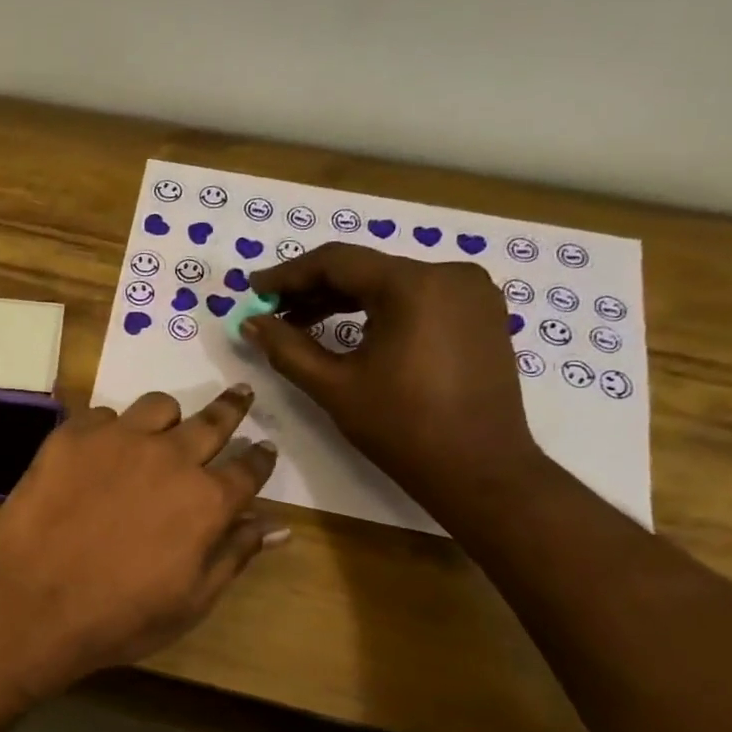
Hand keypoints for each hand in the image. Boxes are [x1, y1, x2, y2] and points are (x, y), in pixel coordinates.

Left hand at [0, 386, 282, 683]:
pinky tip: (100, 449)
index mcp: (207, 499)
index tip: (265, 447)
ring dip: (168, 416)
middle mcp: (171, 457)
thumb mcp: (191, 600)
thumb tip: (277, 527)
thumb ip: (235, 554)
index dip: (260, 458)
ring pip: (158, 406)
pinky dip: (109, 428)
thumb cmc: (120, 615)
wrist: (34, 600)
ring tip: (163, 425)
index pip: (249, 469)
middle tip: (241, 393)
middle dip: (232, 407)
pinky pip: (102, 415)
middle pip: (212, 421)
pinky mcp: (73, 436)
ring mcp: (119, 440)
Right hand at [241, 243, 548, 520]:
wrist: (479, 470)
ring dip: (343, 299)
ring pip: (390, 282)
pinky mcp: (480, 313)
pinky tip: (349, 331)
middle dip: (312, 289)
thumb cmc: (402, 427)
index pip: (336, 261)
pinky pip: (416, 297)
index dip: (287, 274)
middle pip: (364, 269)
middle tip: (271, 311)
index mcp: (413, 285)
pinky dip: (378, 308)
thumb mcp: (334, 386)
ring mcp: (471, 292)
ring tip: (300, 323)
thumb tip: (251, 322)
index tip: (254, 290)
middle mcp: (448, 274)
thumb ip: (286, 347)